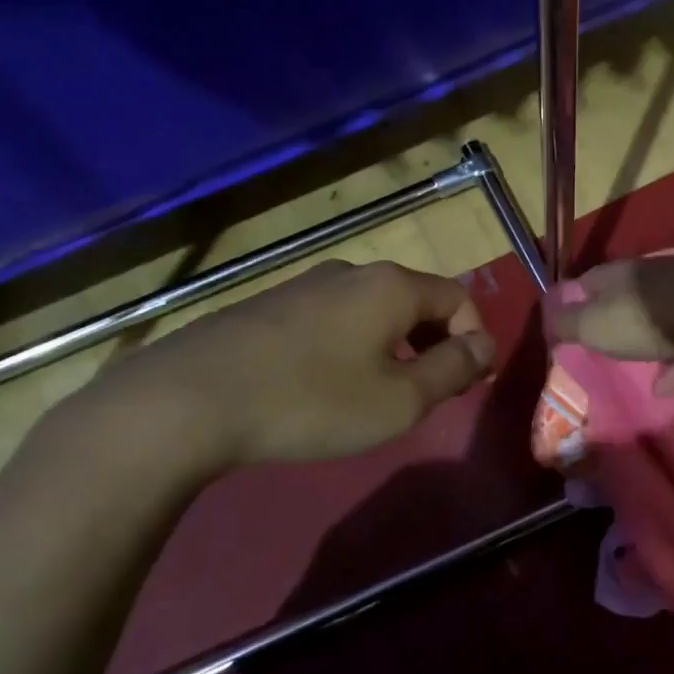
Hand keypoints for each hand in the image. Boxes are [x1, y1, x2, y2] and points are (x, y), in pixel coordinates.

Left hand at [68, 259, 496, 485]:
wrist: (190, 399)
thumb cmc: (312, 401)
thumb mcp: (399, 400)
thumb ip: (452, 370)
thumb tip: (483, 345)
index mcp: (391, 286)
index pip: (458, 297)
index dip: (474, 338)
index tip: (470, 383)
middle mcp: (352, 273)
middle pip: (416, 300)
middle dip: (435, 343)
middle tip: (433, 391)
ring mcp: (305, 285)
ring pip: (372, 310)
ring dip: (394, 346)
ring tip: (382, 393)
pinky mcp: (269, 306)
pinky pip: (333, 320)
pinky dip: (352, 346)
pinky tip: (328, 385)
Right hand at [543, 251, 673, 376]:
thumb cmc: (652, 320)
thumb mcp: (596, 326)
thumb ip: (568, 321)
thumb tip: (550, 314)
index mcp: (628, 270)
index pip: (595, 277)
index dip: (582, 297)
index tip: (576, 316)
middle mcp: (663, 267)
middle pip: (638, 290)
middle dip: (627, 314)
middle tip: (619, 340)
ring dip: (662, 338)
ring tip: (656, 374)